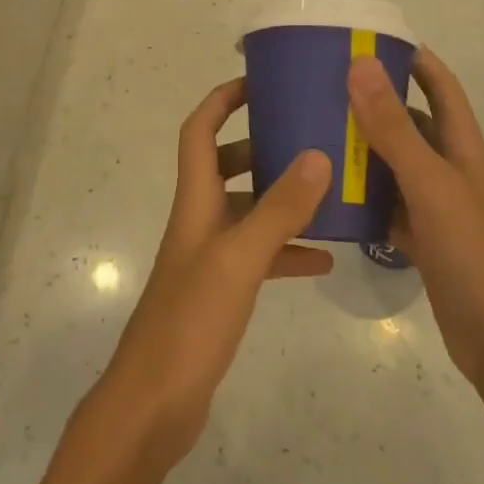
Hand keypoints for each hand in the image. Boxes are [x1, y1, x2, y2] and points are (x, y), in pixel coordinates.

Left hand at [88, 78, 332, 473]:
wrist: (154, 402)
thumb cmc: (190, 321)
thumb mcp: (239, 259)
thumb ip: (278, 210)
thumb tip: (317, 155)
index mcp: (195, 201)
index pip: (200, 132)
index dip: (221, 101)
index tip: (258, 82)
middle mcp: (200, 220)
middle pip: (227, 166)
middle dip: (261, 145)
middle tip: (306, 135)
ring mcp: (210, 257)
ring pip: (248, 211)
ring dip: (281, 199)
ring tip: (328, 190)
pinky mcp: (221, 292)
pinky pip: (259, 257)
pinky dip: (287, 251)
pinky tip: (324, 259)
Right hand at [348, 49, 483, 393]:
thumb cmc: (477, 256)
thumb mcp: (432, 185)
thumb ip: (394, 128)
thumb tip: (361, 64)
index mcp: (463, 148)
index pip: (440, 86)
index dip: (413, 58)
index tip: (368, 38)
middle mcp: (450, 171)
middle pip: (410, 123)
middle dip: (373, 101)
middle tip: (321, 87)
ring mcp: (437, 208)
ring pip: (394, 166)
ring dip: (362, 150)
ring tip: (312, 132)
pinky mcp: (423, 242)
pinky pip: (386, 207)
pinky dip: (361, 198)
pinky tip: (327, 193)